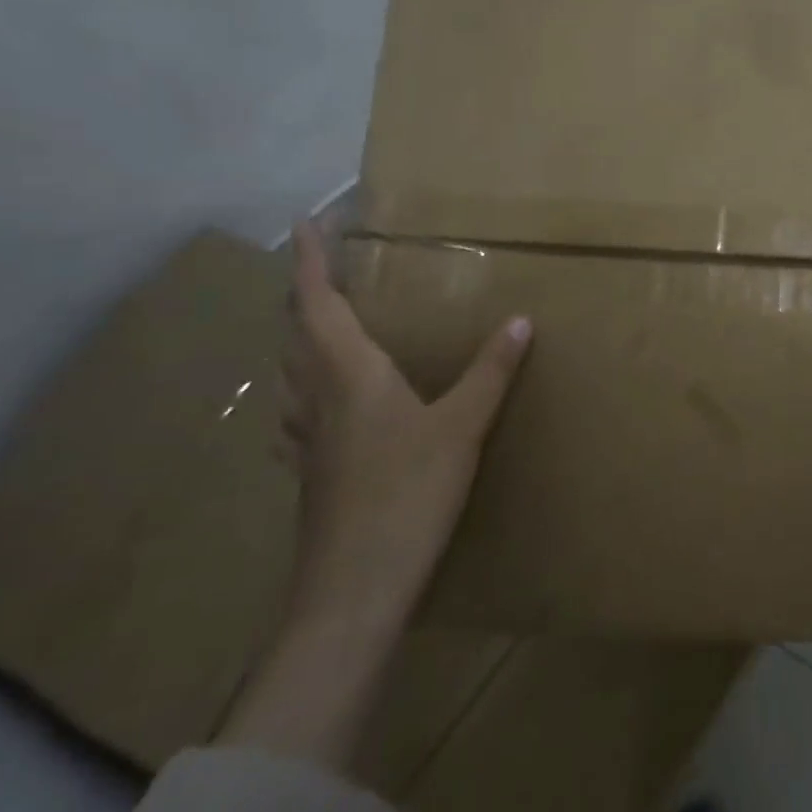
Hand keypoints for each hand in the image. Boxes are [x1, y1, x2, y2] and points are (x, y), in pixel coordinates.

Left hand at [280, 220, 532, 626]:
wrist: (353, 588)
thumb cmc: (407, 494)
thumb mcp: (462, 427)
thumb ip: (491, 371)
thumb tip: (521, 319)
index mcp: (349, 375)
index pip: (319, 304)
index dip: (312, 262)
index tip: (305, 223)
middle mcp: (317, 397)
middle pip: (296, 333)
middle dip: (304, 294)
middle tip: (320, 268)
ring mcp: (306, 438)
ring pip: (290, 372)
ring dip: (297, 338)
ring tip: (316, 324)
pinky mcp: (310, 472)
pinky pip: (296, 412)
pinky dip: (301, 388)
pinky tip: (312, 406)